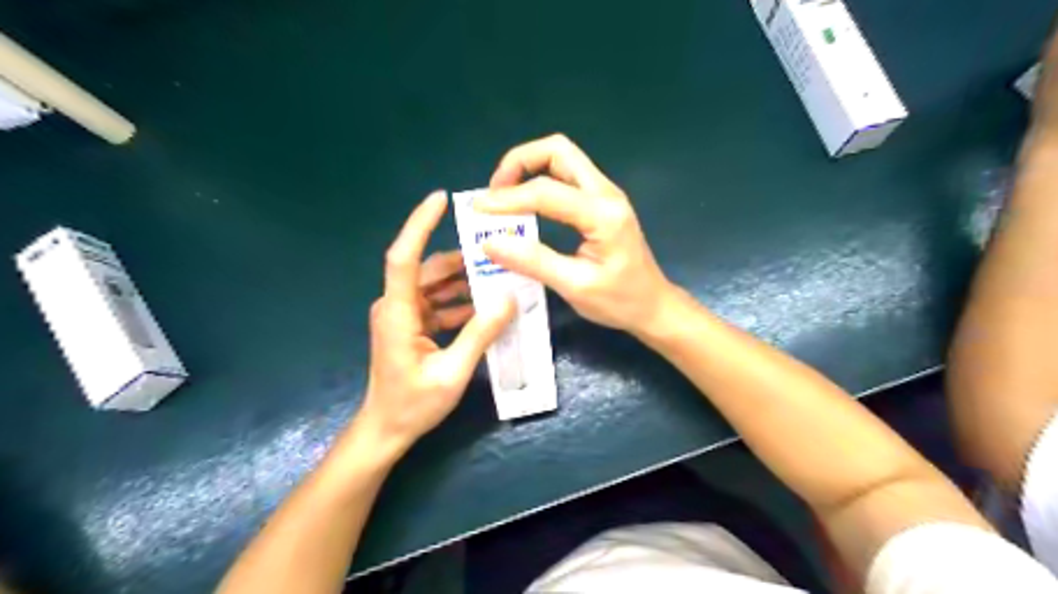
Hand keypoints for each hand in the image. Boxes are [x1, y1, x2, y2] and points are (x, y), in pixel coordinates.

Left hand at [354, 192, 517, 457]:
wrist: (386, 430)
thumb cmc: (412, 405)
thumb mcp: (453, 372)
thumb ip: (480, 334)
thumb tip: (509, 298)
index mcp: (397, 312)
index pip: (404, 257)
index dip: (420, 225)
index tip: (440, 200)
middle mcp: (397, 306)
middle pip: (429, 269)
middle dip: (461, 258)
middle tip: (497, 248)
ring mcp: (404, 315)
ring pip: (436, 286)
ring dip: (465, 281)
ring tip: (500, 275)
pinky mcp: (412, 326)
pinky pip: (439, 303)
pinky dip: (461, 301)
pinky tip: (487, 306)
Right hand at [475, 136, 672, 336]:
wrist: (654, 306)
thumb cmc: (620, 301)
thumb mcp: (575, 287)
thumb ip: (534, 262)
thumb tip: (490, 243)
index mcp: (603, 214)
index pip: (546, 192)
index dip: (507, 199)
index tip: (477, 210)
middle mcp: (606, 193)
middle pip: (558, 151)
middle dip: (519, 163)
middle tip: (495, 193)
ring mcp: (606, 194)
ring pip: (563, 158)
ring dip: (529, 168)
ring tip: (504, 196)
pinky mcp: (602, 203)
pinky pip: (567, 176)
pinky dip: (540, 180)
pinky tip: (526, 205)